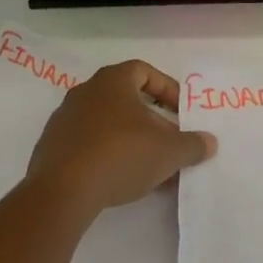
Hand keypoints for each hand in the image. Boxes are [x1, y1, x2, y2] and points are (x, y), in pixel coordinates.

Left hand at [26, 61, 215, 212]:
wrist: (62, 190)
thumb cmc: (121, 155)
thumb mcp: (169, 152)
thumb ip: (192, 145)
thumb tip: (209, 142)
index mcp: (112, 81)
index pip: (144, 71)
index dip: (167, 89)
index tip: (182, 113)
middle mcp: (85, 92)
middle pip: (126, 99)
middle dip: (153, 121)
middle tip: (170, 143)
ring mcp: (64, 119)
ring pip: (108, 123)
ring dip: (132, 140)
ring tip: (151, 168)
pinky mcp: (52, 147)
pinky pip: (89, 144)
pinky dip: (108, 155)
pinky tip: (122, 180)